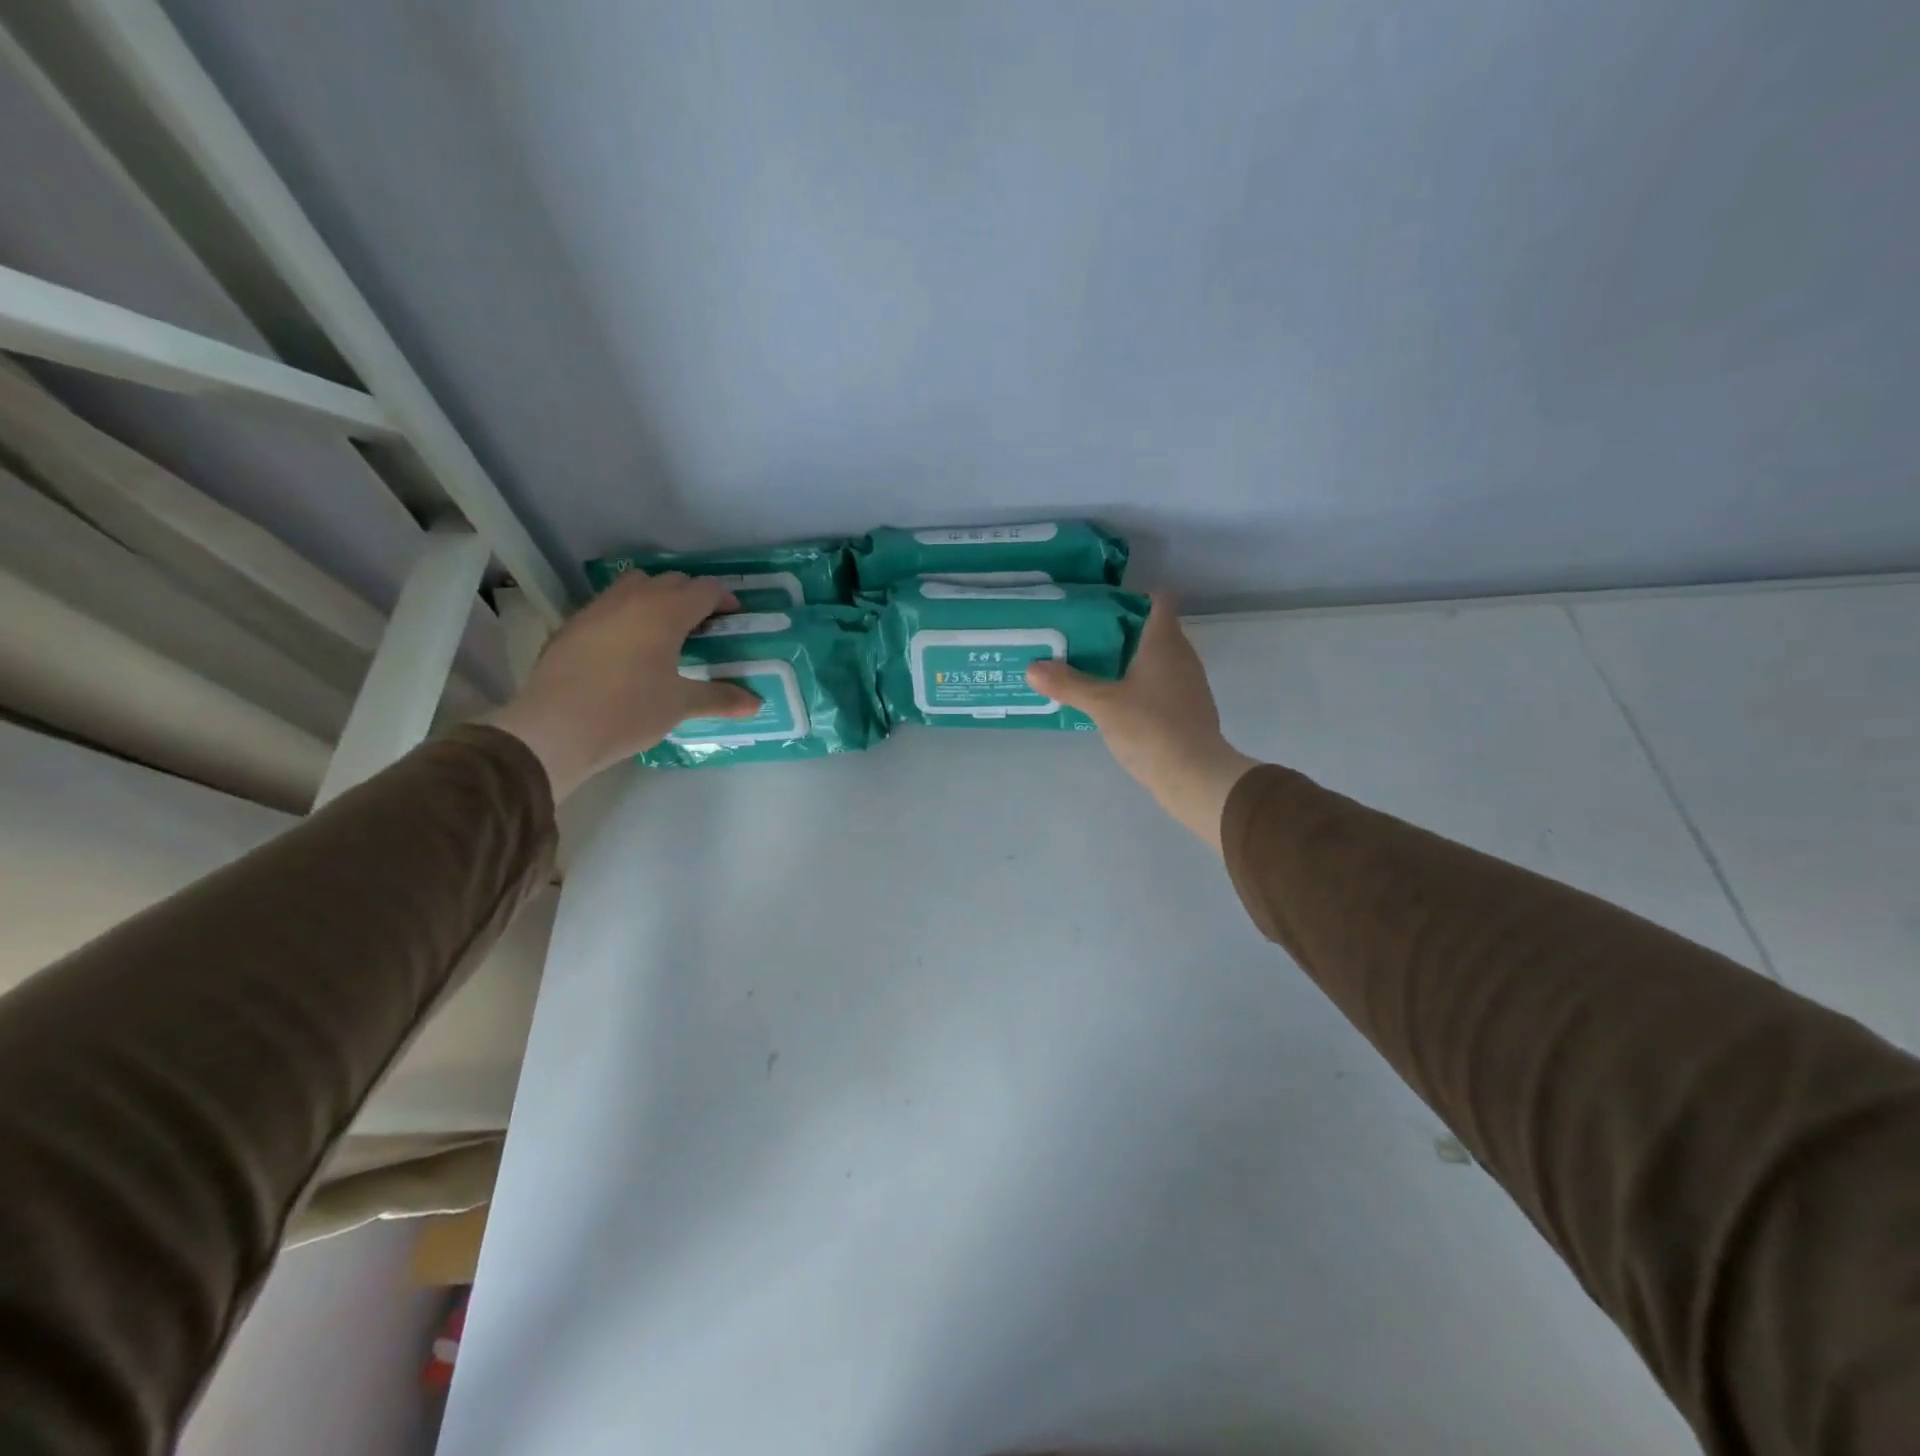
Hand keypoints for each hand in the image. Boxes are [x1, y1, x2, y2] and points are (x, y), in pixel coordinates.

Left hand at [484, 572, 758, 799]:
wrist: (556, 727)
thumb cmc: (629, 710)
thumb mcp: (680, 705)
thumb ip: (720, 698)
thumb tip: (756, 703)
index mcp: (665, 612)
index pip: (705, 590)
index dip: (725, 599)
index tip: (735, 618)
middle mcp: (633, 599)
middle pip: (672, 581)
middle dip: (693, 596)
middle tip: (705, 626)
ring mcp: (598, 608)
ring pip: (636, 585)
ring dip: (658, 597)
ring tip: (667, 629)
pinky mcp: (573, 625)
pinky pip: (610, 605)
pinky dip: (629, 613)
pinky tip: (629, 647)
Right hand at [1026, 592, 1259, 851]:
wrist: (1195, 775)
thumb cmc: (1151, 728)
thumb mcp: (1101, 704)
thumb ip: (1068, 684)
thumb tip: (1031, 668)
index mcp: (1165, 642)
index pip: (1159, 600)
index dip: (1133, 596)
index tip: (1102, 606)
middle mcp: (1182, 656)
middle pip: (1154, 629)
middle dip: (1122, 631)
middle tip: (1085, 637)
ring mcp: (1189, 684)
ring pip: (1158, 659)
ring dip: (1130, 660)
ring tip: (1093, 669)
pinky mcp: (1189, 710)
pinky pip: (1162, 685)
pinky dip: (1141, 686)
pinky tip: (1116, 702)